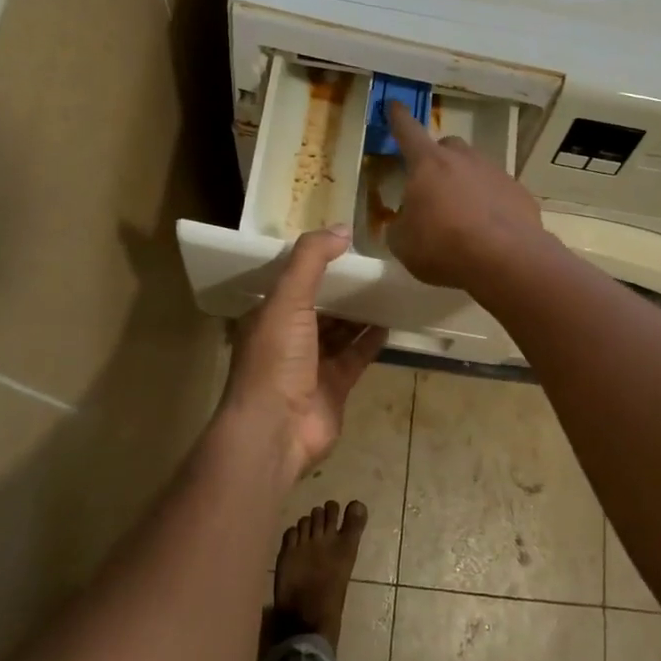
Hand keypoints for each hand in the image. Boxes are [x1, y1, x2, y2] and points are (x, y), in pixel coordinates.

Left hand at [221, 227, 386, 479]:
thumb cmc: (276, 360)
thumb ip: (311, 260)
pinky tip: (391, 323)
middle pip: (319, 305)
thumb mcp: (288, 299)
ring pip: (340, 331)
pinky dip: (371, 341)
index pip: (292, 280)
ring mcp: (312, 364)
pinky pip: (356, 357)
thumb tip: (342, 229)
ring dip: (359, 312)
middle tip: (373, 264)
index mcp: (269, 315)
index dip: (314, 262)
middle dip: (342, 287)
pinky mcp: (335, 386)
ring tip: (387, 288)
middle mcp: (288, 337)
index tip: (342, 242)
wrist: (276, 431)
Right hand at [385, 101, 547, 288]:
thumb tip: (405, 221)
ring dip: (465, 183)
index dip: (398, 118)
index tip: (395, 105)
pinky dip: (490, 204)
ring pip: (475, 168)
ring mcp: (495, 172)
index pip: (407, 131)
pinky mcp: (519, 192)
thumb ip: (400, 225)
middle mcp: (463, 159)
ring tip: (462, 216)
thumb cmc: (443, 246)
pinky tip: (488, 230)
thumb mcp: (403, 243)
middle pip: (447, 147)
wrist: (506, 259)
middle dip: (437, 160)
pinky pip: (498, 191)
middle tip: (432, 187)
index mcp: (428, 164)